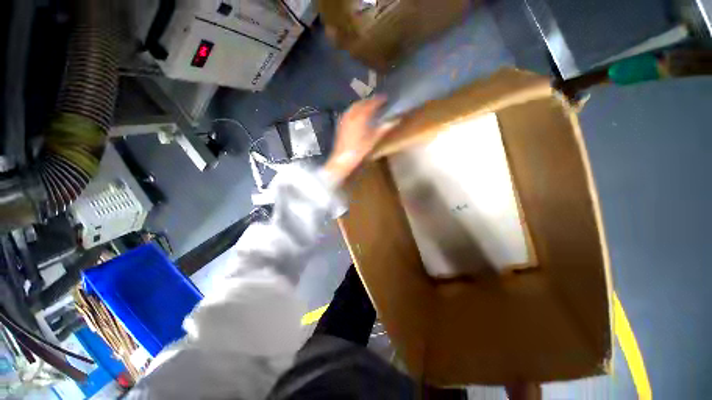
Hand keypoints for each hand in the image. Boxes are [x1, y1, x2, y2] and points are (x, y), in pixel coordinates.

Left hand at [325, 96, 396, 183]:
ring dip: (363, 104)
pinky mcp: (340, 123)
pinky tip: (359, 114)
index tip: (386, 98)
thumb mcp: (373, 139)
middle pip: (362, 102)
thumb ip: (384, 128)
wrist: (342, 158)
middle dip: (371, 101)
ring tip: (370, 106)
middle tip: (379, 101)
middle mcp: (351, 113)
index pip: (371, 103)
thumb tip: (395, 120)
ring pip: (354, 106)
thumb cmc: (359, 150)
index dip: (379, 100)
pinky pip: (349, 111)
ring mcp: (344, 118)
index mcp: (360, 115)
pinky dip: (356, 109)